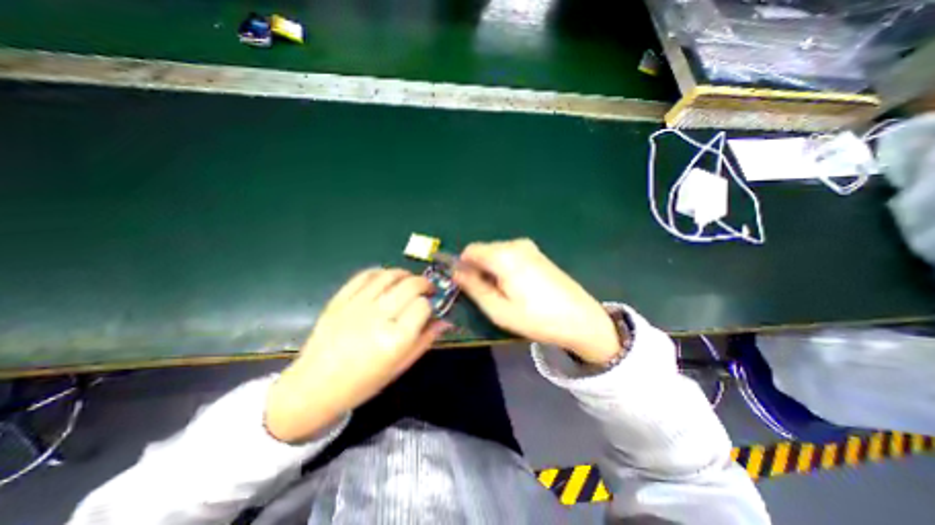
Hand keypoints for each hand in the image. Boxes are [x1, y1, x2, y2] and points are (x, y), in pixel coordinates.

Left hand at [267, 269, 443, 443]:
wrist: (315, 386)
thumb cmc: (363, 383)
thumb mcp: (400, 366)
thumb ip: (425, 340)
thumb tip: (445, 320)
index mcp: (395, 339)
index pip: (423, 306)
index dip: (431, 304)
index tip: (430, 309)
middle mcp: (378, 317)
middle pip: (410, 285)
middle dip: (424, 284)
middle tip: (427, 290)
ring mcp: (357, 305)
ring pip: (390, 275)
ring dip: (405, 275)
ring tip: (409, 282)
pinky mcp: (340, 299)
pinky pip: (365, 275)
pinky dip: (381, 272)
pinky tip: (386, 279)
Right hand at [453, 237, 617, 364]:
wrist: (581, 319)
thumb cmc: (536, 318)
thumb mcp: (498, 309)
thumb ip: (473, 287)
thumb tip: (456, 272)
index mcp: (504, 255)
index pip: (470, 250)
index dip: (463, 266)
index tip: (467, 286)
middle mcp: (515, 244)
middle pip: (484, 251)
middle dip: (479, 269)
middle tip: (488, 295)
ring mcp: (529, 247)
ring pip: (496, 253)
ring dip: (492, 270)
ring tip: (505, 294)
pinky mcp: (537, 254)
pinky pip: (510, 255)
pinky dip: (505, 268)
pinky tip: (518, 288)